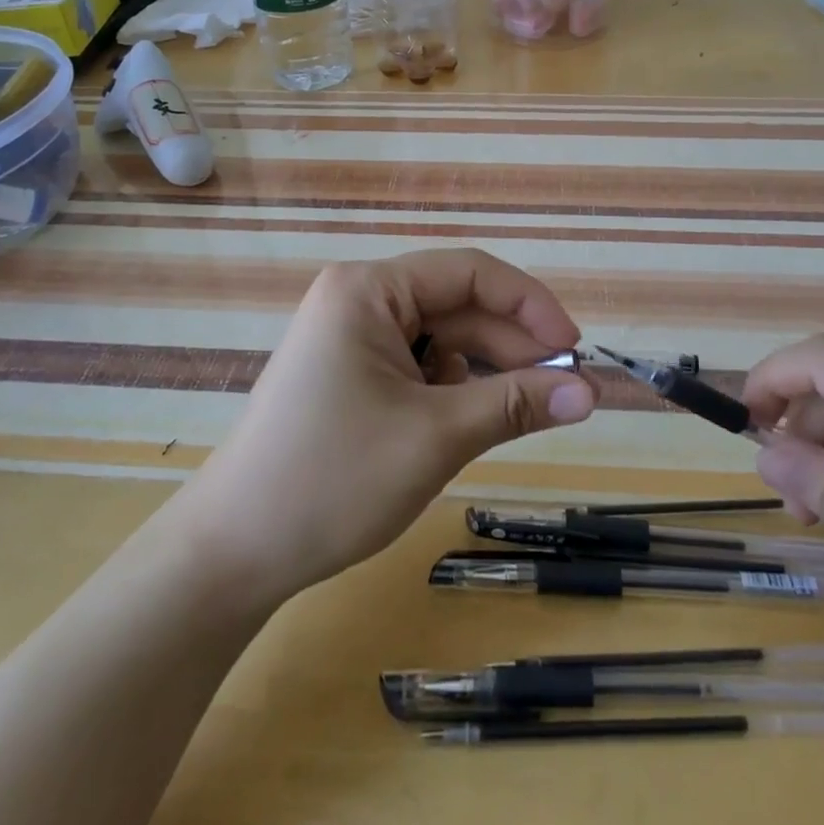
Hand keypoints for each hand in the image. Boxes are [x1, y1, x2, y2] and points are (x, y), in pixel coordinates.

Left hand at [174, 249, 592, 603]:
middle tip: (565, 390)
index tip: (574, 348)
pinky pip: (418, 366)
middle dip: (512, 345)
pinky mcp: (349, 374)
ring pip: (441, 339)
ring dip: (486, 370)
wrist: (234, 553)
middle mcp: (359, 300)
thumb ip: (516, 404)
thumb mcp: (436, 436)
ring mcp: (350, 338)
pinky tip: (470, 421)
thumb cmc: (333, 479)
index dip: (530, 304)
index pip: (469, 271)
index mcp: (369, 290)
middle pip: (456, 305)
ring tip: (528, 408)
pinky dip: (454, 389)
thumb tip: (590, 392)